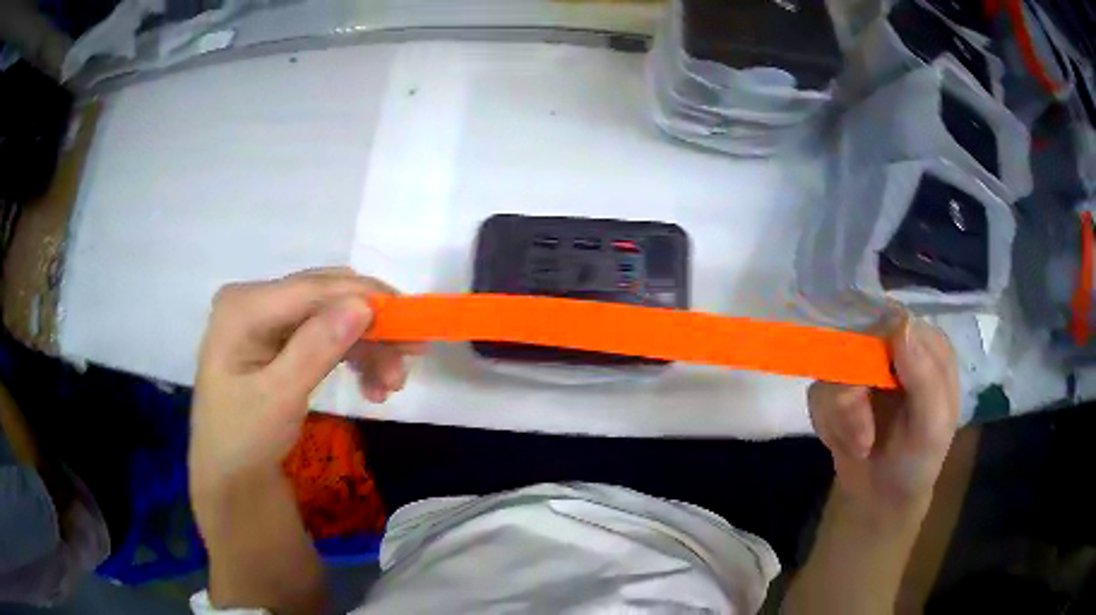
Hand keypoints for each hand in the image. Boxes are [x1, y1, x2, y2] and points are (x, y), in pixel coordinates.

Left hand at [189, 268, 422, 489]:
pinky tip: (372, 386)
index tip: (413, 322)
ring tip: (391, 386)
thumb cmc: (243, 438)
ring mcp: (268, 318)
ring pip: (333, 315)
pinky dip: (353, 356)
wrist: (231, 473)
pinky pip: (326, 335)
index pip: (312, 289)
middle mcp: (256, 301)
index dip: (365, 299)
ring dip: (367, 346)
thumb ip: (316, 348)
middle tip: (410, 360)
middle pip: (326, 297)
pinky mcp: (280, 338)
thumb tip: (363, 305)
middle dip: (371, 327)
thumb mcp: (279, 398)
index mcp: (244, 306)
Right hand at [808, 313, 959, 517]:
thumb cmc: (918, 461)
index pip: (893, 318)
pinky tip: (848, 443)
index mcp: (924, 344)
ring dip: (843, 417)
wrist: (882, 499)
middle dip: (853, 394)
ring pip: (831, 369)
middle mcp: (892, 347)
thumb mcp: (933, 426)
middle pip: (855, 338)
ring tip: (861, 446)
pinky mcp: (834, 390)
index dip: (877, 346)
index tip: (874, 385)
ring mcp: (860, 367)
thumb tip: (899, 323)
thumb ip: (925, 377)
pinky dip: (830, 425)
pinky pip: (818, 394)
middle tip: (862, 435)